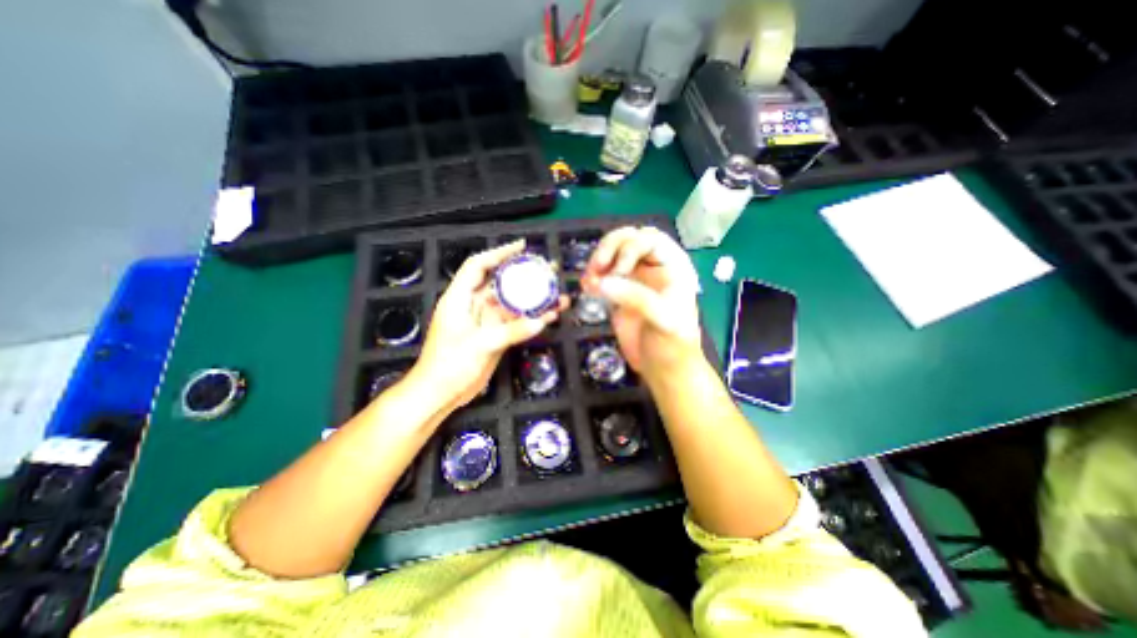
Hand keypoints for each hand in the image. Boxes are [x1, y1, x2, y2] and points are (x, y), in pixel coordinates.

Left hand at [408, 243, 568, 410]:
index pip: (478, 266)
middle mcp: (474, 306)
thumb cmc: (449, 365)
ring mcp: (486, 321)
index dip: (498, 253)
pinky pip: (516, 322)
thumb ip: (510, 332)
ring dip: (533, 299)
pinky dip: (531, 319)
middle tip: (548, 271)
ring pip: (512, 304)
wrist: (441, 393)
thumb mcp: (479, 345)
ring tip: (557, 295)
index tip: (521, 247)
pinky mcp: (495, 336)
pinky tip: (549, 316)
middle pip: (501, 283)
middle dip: (525, 275)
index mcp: (459, 299)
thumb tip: (540, 321)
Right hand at [587, 226, 702, 376]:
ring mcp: (634, 280)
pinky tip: (587, 287)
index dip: (630, 247)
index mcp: (673, 266)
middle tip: (597, 267)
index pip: (650, 239)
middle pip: (628, 240)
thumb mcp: (663, 319)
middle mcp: (653, 267)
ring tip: (589, 280)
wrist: (663, 369)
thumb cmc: (673, 345)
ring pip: (613, 255)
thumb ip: (635, 297)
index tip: (617, 269)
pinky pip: (603, 276)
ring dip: (597, 262)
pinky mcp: (619, 293)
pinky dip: (592, 277)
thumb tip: (601, 281)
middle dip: (609, 248)